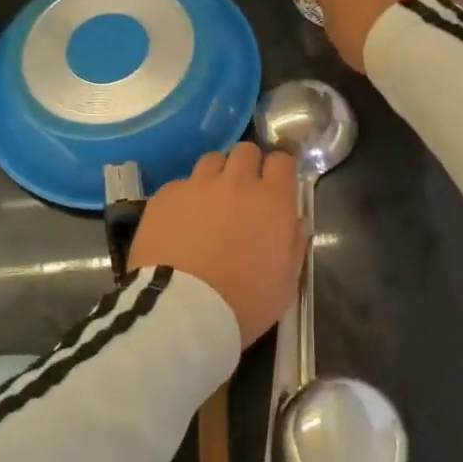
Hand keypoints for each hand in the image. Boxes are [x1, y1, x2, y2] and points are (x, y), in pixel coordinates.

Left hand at [128, 142, 305, 347]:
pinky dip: (185, 197)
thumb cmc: (242, 303)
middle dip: (247, 166)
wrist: (181, 310)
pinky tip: (179, 222)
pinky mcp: (165, 195)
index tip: (275, 186)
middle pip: (246, 150)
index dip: (279, 171)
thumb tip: (297, 222)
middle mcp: (236, 182)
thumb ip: (294, 246)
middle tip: (243, 193)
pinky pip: (180, 185)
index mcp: (272, 201)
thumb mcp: (284, 284)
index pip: (282, 161)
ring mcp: (197, 185)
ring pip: (211, 160)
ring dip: (216, 176)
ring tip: (210, 202)